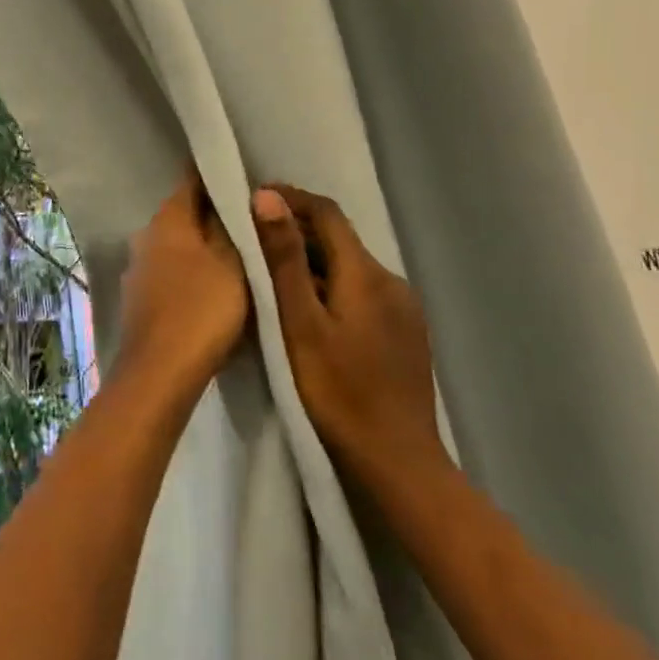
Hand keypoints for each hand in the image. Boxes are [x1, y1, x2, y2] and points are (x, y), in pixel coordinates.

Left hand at [116, 169, 248, 395]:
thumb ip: (234, 228)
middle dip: (214, 215)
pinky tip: (213, 287)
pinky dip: (191, 273)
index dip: (219, 176)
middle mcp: (145, 235)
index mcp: (167, 219)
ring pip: (177, 245)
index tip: (246, 177)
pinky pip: (171, 272)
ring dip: (203, 247)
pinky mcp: (139, 298)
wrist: (160, 373)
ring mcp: (138, 268)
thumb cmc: (202, 310)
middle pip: (185, 214)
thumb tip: (235, 199)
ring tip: (239, 254)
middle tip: (252, 220)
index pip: (192, 180)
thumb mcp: (233, 264)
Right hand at [251, 185, 448, 482]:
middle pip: (340, 240)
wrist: (397, 462)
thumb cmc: (338, 391)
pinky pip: (363, 293)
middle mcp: (391, 281)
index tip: (253, 198)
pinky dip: (332, 287)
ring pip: (350, 268)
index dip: (291, 199)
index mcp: (366, 274)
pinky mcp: (405, 333)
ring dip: (313, 261)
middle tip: (252, 237)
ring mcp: (404, 309)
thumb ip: (285, 259)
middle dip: (297, 230)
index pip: (327, 213)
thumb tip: (268, 197)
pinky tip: (310, 311)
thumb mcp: (300, 323)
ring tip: (273, 275)